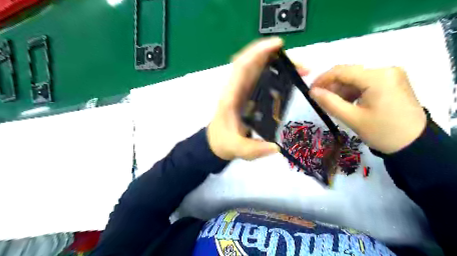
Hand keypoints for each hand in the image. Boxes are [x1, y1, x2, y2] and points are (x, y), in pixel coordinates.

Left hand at [207, 37, 306, 159]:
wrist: (217, 142)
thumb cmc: (224, 142)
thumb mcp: (237, 149)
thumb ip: (253, 149)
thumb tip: (276, 147)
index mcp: (231, 96)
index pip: (242, 66)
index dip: (258, 52)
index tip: (278, 45)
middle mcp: (237, 89)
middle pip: (254, 64)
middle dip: (278, 58)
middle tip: (302, 66)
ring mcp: (244, 91)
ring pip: (260, 69)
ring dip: (280, 65)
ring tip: (301, 71)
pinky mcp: (250, 95)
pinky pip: (263, 80)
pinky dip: (277, 76)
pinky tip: (291, 81)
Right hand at [309, 66, 426, 153]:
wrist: (414, 144)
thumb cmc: (382, 132)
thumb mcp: (352, 118)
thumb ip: (329, 102)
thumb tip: (312, 91)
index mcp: (377, 77)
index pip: (342, 71)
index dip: (322, 79)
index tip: (310, 90)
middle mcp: (386, 70)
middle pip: (349, 73)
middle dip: (332, 86)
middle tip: (321, 100)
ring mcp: (391, 75)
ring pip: (356, 78)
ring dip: (342, 90)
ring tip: (334, 105)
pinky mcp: (392, 82)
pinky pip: (365, 82)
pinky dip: (353, 92)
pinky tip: (348, 103)